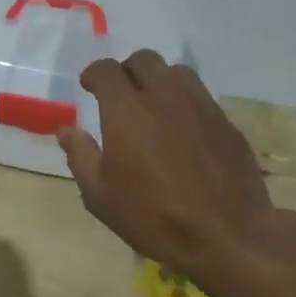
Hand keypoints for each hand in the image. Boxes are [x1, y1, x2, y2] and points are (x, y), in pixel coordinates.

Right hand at [57, 51, 295, 291]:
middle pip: (144, 60)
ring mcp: (200, 106)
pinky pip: (201, 97)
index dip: (94, 74)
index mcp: (126, 109)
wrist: (227, 236)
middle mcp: (164, 96)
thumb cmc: (153, 216)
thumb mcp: (100, 195)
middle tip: (120, 94)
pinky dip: (185, 102)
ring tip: (154, 105)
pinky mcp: (226, 123)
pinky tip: (183, 130)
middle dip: (127, 70)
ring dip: (159, 80)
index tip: (89, 86)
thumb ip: (80, 156)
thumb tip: (67, 130)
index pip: (106, 70)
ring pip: (177, 72)